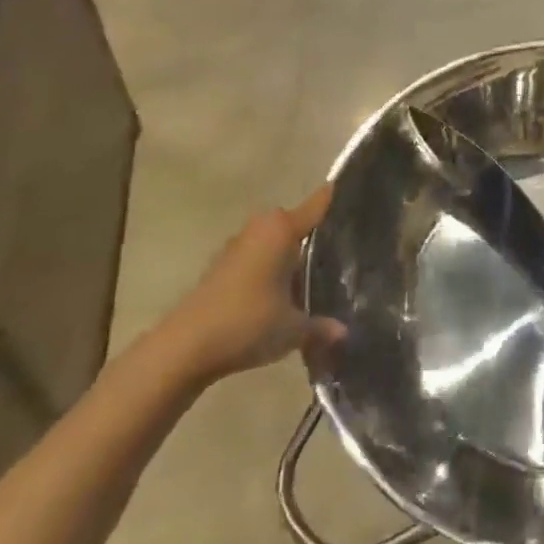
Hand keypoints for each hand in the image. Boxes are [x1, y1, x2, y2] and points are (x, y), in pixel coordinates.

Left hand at [157, 185, 345, 381]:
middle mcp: (260, 229)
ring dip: (290, 255)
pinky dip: (271, 270)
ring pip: (275, 242)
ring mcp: (237, 247)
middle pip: (296, 222)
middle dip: (316, 234)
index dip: (338, 198)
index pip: (318, 203)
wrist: (183, 349)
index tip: (359, 194)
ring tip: (318, 275)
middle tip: (344, 250)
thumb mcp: (294, 329)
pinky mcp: (221, 268)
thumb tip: (344, 332)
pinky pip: (258, 258)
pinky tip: (284, 293)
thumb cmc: (247, 323)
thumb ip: (322, 326)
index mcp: (281, 230)